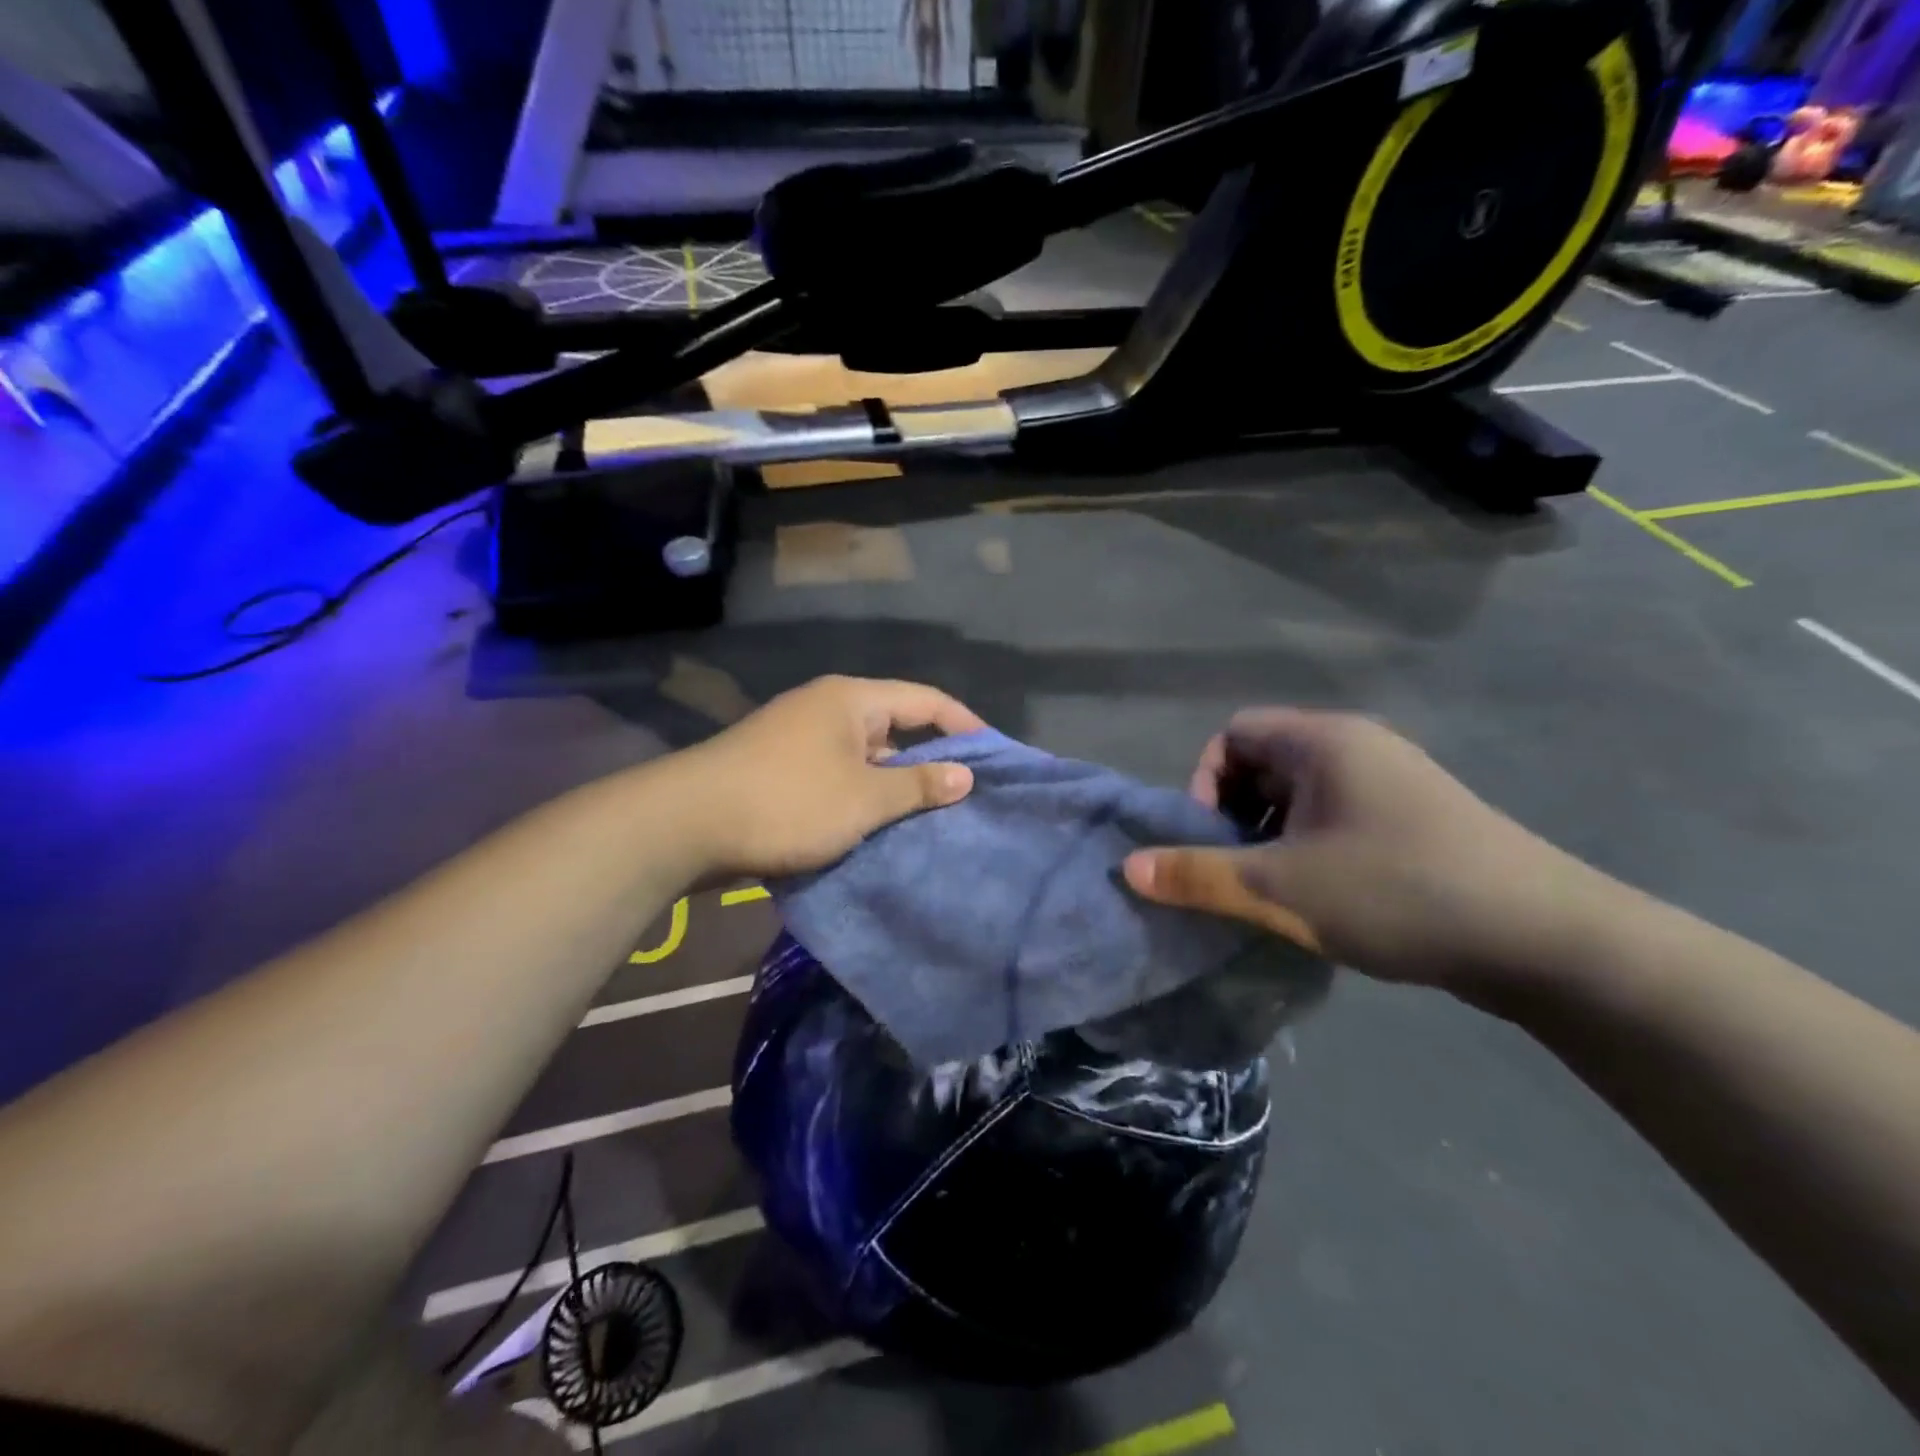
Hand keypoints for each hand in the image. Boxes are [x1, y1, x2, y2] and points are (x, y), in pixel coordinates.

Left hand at [674, 675, 983, 879]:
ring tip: (928, 818)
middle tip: (964, 796)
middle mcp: (827, 708)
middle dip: (930, 761)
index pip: (925, 700)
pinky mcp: (779, 769)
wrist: (684, 825)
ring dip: (894, 785)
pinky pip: (837, 776)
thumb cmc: (787, 802)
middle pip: (895, 726)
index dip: (964, 725)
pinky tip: (877, 827)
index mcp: (852, 699)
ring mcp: (799, 738)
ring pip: (865, 757)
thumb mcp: (864, 798)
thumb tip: (966, 775)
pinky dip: (861, 797)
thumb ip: (918, 785)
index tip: (994, 757)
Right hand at [1123, 709, 1619, 993]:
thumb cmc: (1397, 892)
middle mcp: (1358, 746)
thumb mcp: (1280, 888)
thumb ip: (1197, 875)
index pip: (1233, 734)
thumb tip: (1127, 868)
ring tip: (1279, 891)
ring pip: (1301, 795)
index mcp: (1323, 741)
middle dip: (1237, 815)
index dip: (1205, 784)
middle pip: (1264, 762)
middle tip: (1241, 872)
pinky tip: (1325, 899)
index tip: (1212, 841)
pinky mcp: (1418, 819)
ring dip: (1273, 836)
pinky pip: (1337, 816)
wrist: (1546, 941)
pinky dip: (1311, 847)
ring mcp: (1394, 781)